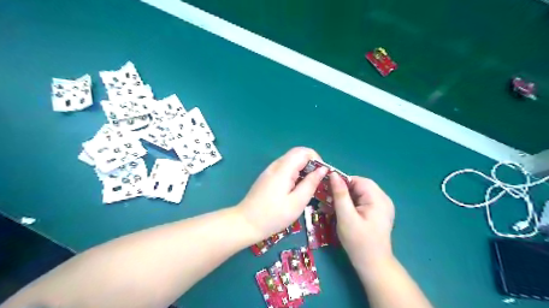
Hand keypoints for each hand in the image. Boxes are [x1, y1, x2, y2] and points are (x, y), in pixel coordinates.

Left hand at [239, 148, 326, 240]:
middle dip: (311, 165)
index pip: (303, 151)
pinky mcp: (268, 177)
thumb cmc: (273, 215)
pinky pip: (285, 169)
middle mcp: (276, 165)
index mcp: (283, 169)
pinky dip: (295, 175)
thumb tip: (323, 169)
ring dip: (303, 170)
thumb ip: (311, 183)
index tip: (322, 174)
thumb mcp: (297, 202)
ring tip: (308, 188)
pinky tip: (296, 190)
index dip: (316, 158)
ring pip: (292, 162)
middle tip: (317, 183)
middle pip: (297, 155)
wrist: (246, 223)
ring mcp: (270, 171)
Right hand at [329, 174, 394, 270]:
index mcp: (378, 198)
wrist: (372, 265)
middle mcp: (383, 199)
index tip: (326, 189)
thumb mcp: (346, 217)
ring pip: (358, 193)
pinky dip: (350, 204)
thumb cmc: (358, 242)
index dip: (341, 182)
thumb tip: (333, 174)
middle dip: (341, 191)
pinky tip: (340, 211)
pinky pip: (361, 201)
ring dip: (344, 197)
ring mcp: (381, 206)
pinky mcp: (377, 212)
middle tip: (327, 200)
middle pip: (359, 186)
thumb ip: (340, 194)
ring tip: (330, 206)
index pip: (357, 180)